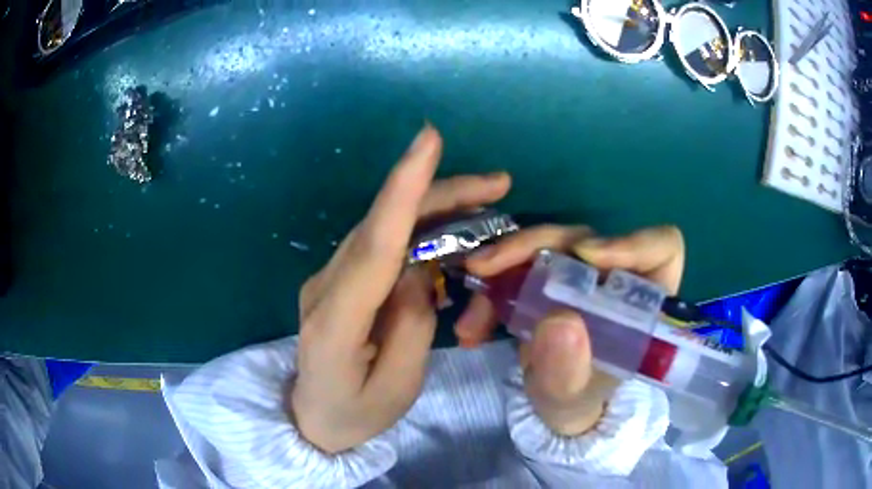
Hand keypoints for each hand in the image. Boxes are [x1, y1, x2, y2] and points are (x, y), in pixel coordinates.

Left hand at [289, 126, 511, 452]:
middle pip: (383, 223)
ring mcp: (327, 278)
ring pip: (383, 226)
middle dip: (439, 192)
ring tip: (485, 199)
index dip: (403, 189)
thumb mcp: (397, 386)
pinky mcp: (338, 278)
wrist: (312, 418)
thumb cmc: (356, 414)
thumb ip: (411, 323)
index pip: (375, 245)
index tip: (428, 141)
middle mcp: (325, 286)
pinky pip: (381, 242)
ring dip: (434, 207)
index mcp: (335, 321)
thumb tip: (420, 267)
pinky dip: (418, 228)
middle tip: (497, 183)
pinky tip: (452, 229)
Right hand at [458, 225, 684, 435]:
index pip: (661, 249)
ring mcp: (579, 274)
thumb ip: (569, 372)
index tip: (585, 256)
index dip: (630, 243)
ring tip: (470, 321)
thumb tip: (559, 321)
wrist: (552, 405)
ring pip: (543, 246)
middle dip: (531, 248)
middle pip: (583, 238)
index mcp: (643, 302)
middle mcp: (613, 278)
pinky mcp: (547, 277)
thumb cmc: (578, 401)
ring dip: (499, 271)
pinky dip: (490, 291)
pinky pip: (517, 266)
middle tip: (485, 269)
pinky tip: (471, 328)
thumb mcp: (572, 397)